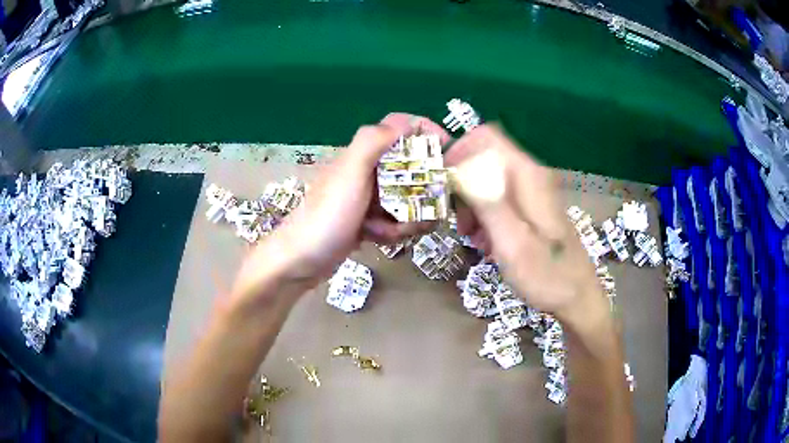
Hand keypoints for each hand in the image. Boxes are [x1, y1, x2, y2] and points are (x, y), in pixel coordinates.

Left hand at [232, 113, 446, 299]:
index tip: (446, 148)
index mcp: (363, 153)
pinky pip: (394, 219)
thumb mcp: (350, 173)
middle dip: (421, 190)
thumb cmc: (326, 216)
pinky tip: (378, 239)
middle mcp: (366, 170)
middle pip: (410, 167)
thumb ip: (374, 142)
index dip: (424, 130)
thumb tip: (408, 122)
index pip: (398, 127)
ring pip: (405, 197)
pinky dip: (392, 230)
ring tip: (390, 231)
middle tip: (426, 209)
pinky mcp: (366, 220)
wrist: (299, 260)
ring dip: (406, 216)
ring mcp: (367, 197)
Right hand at [445, 124, 602, 322]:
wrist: (578, 297)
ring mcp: (533, 191)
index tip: (444, 184)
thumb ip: (487, 200)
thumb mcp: (512, 242)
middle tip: (459, 219)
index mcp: (527, 176)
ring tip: (471, 235)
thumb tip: (462, 165)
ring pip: (489, 178)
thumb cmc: (546, 275)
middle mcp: (531, 175)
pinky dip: (486, 213)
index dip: (460, 151)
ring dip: (473, 202)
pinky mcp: (533, 207)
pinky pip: (500, 197)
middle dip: (463, 183)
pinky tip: (486, 240)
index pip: (486, 137)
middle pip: (485, 157)